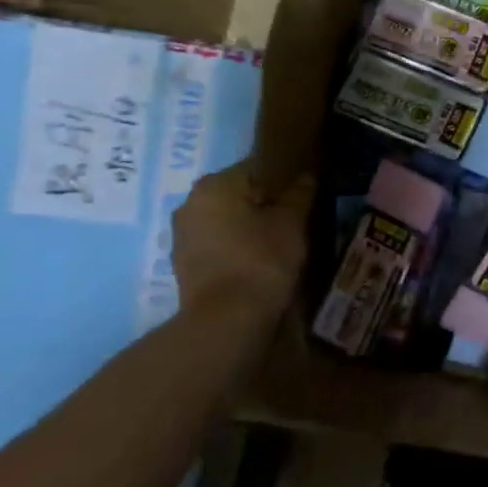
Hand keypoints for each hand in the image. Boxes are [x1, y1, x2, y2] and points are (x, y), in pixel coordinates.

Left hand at [171, 163, 311, 318]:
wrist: (227, 319)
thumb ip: (299, 194)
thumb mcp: (292, 222)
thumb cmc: (262, 260)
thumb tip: (305, 176)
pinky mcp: (183, 262)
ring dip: (248, 225)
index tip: (302, 196)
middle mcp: (191, 202)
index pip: (257, 167)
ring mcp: (182, 234)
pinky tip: (257, 260)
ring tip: (278, 242)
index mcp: (215, 184)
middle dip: (264, 203)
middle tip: (294, 219)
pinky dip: (235, 246)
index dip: (284, 179)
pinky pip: (216, 242)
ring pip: (225, 218)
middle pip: (238, 193)